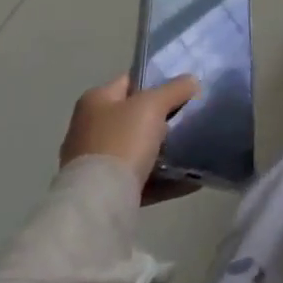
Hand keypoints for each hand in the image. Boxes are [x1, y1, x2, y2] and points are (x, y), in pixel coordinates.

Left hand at [60, 73, 201, 202]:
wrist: (98, 202)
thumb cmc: (121, 141)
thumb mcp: (153, 104)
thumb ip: (175, 89)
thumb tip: (191, 81)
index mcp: (94, 101)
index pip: (131, 81)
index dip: (157, 80)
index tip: (184, 86)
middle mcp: (89, 129)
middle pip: (135, 116)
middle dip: (163, 117)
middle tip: (191, 115)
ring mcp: (96, 163)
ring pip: (139, 148)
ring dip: (164, 149)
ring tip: (194, 146)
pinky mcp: (105, 192)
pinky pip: (141, 178)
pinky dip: (164, 178)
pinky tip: (189, 179)